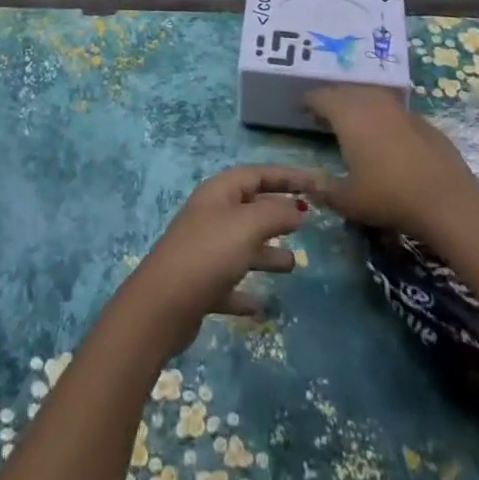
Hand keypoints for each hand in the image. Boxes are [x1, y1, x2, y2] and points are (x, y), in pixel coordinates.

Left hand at [124, 165, 321, 355]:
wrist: (163, 304)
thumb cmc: (208, 253)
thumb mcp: (247, 225)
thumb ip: (276, 214)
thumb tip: (298, 208)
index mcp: (219, 192)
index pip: (257, 174)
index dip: (286, 176)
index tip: (315, 183)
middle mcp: (211, 215)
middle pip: (250, 207)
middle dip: (277, 213)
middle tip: (307, 221)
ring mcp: (204, 250)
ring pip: (242, 245)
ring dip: (266, 252)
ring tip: (293, 263)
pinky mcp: (201, 285)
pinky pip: (230, 282)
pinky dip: (246, 290)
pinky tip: (262, 305)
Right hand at [305, 86, 475, 237]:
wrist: (447, 200)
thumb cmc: (388, 196)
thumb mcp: (348, 200)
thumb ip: (324, 190)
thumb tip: (309, 184)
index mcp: (347, 113)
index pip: (320, 96)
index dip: (308, 101)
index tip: (301, 109)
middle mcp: (371, 101)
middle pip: (345, 91)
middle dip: (333, 100)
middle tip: (324, 116)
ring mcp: (399, 108)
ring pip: (371, 96)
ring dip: (358, 105)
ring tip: (354, 123)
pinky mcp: (422, 120)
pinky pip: (393, 111)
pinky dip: (383, 118)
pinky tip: (386, 138)